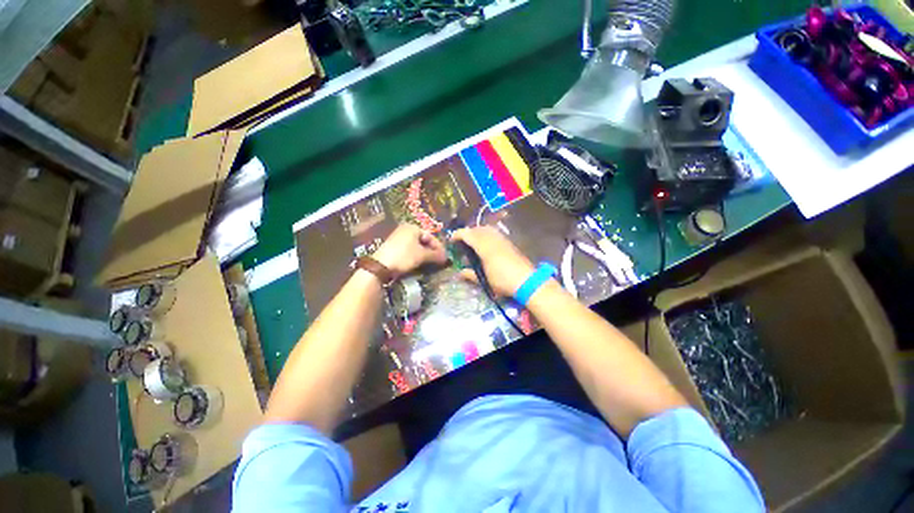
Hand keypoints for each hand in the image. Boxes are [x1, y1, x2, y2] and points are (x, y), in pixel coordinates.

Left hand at [373, 224, 447, 276]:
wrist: (381, 266)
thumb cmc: (404, 256)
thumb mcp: (422, 255)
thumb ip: (435, 255)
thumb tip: (446, 258)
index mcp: (413, 227)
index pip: (431, 236)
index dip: (439, 247)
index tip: (445, 258)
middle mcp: (405, 230)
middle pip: (424, 241)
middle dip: (432, 252)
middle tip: (439, 261)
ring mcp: (399, 239)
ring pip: (417, 247)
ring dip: (425, 255)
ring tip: (432, 264)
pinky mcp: (395, 248)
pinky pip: (410, 251)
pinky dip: (417, 257)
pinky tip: (421, 264)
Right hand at [451, 226, 534, 297]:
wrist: (526, 280)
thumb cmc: (502, 280)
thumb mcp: (484, 280)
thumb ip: (471, 274)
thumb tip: (459, 273)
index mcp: (484, 246)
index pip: (467, 234)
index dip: (457, 235)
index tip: (451, 239)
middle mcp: (492, 239)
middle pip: (477, 229)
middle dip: (467, 232)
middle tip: (461, 242)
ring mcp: (502, 239)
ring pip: (487, 228)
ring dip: (477, 232)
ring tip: (473, 242)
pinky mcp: (509, 242)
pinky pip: (494, 232)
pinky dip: (486, 234)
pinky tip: (486, 245)